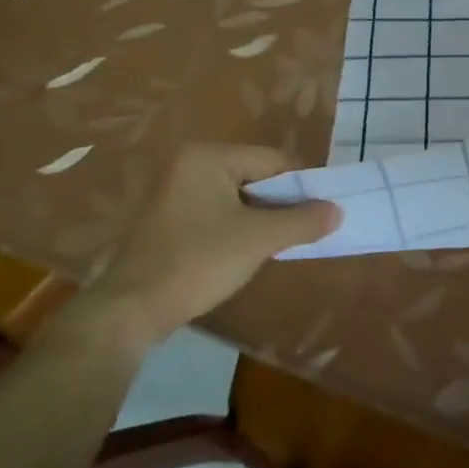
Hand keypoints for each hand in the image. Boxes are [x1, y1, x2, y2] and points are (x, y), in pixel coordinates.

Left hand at [70, 144, 338, 349]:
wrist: (130, 310)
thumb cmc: (198, 262)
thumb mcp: (259, 240)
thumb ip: (302, 221)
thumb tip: (337, 211)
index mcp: (208, 157)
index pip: (273, 161)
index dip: (301, 186)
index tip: (320, 214)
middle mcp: (188, 164)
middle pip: (256, 175)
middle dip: (280, 203)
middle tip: (300, 231)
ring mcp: (174, 190)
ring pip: (238, 195)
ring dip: (261, 217)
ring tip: (276, 243)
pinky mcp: (168, 217)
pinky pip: (217, 210)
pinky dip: (237, 226)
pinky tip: (245, 251)